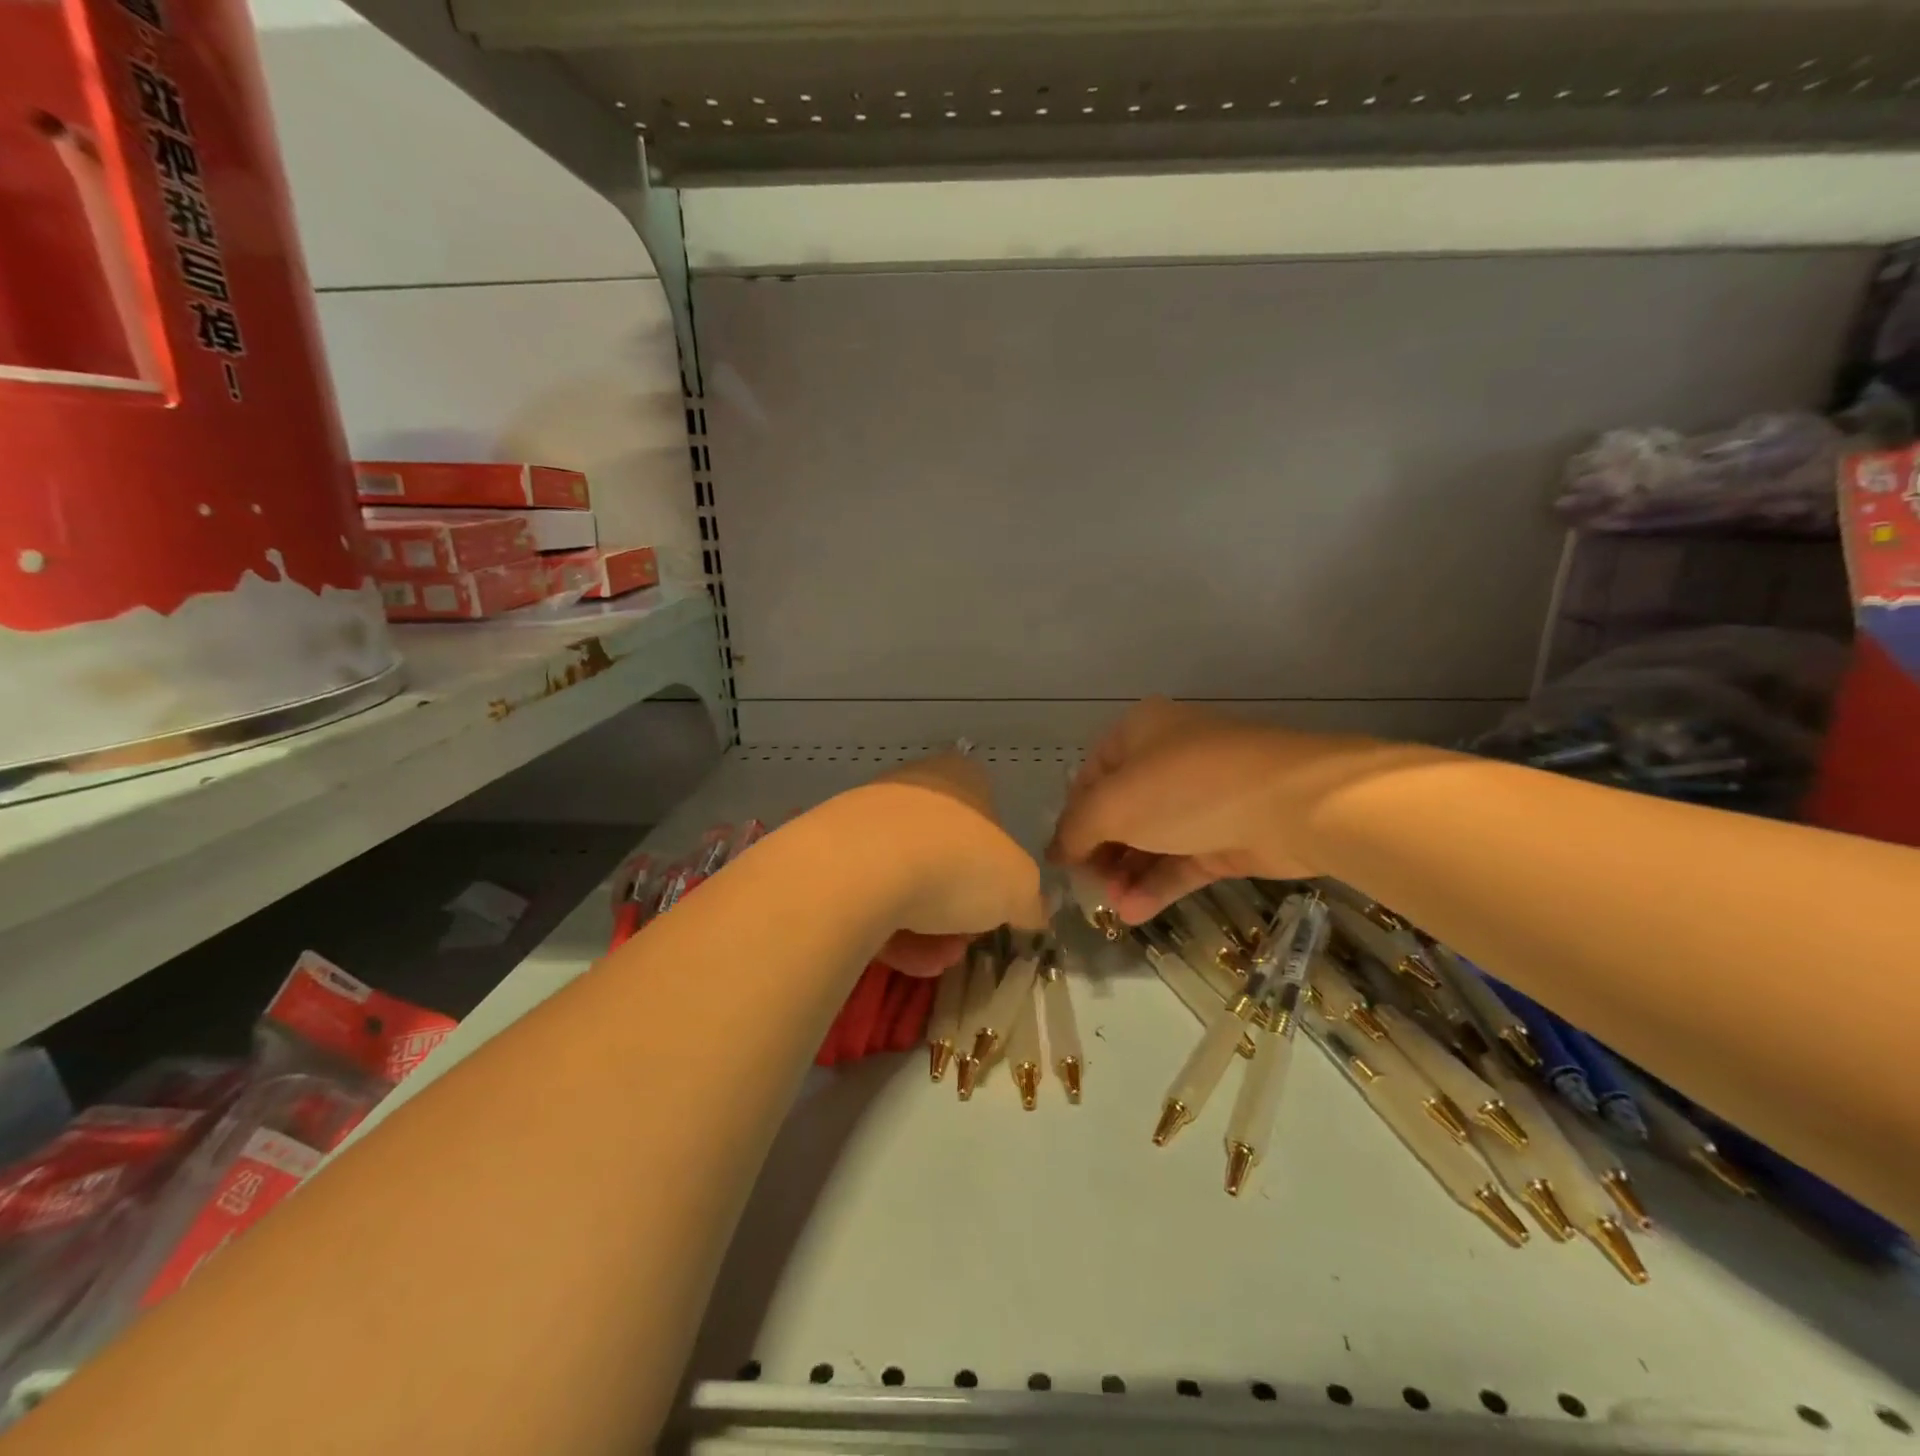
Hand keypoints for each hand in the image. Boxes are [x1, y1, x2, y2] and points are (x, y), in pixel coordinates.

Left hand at [842, 753, 1045, 975]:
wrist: (863, 869)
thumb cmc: (959, 860)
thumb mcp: (1020, 886)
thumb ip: (1029, 898)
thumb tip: (1030, 910)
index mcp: (960, 776)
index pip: (988, 815)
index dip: (997, 865)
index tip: (997, 903)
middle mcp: (912, 788)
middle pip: (947, 855)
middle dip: (958, 907)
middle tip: (963, 940)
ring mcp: (866, 820)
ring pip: (907, 881)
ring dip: (927, 928)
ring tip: (932, 961)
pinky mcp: (831, 857)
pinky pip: (870, 897)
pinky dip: (889, 929)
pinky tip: (901, 959)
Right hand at [1048, 699, 1399, 924]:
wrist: (1292, 803)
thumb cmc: (1186, 789)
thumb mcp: (1113, 805)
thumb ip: (1076, 830)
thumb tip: (1055, 852)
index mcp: (1139, 733)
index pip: (1090, 776)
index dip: (1072, 817)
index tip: (1063, 858)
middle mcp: (1168, 759)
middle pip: (1121, 811)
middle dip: (1102, 852)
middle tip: (1090, 888)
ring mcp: (1201, 799)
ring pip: (1152, 839)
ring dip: (1128, 874)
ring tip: (1113, 908)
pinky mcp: (1228, 834)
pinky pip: (1182, 859)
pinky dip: (1158, 884)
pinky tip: (1135, 913)